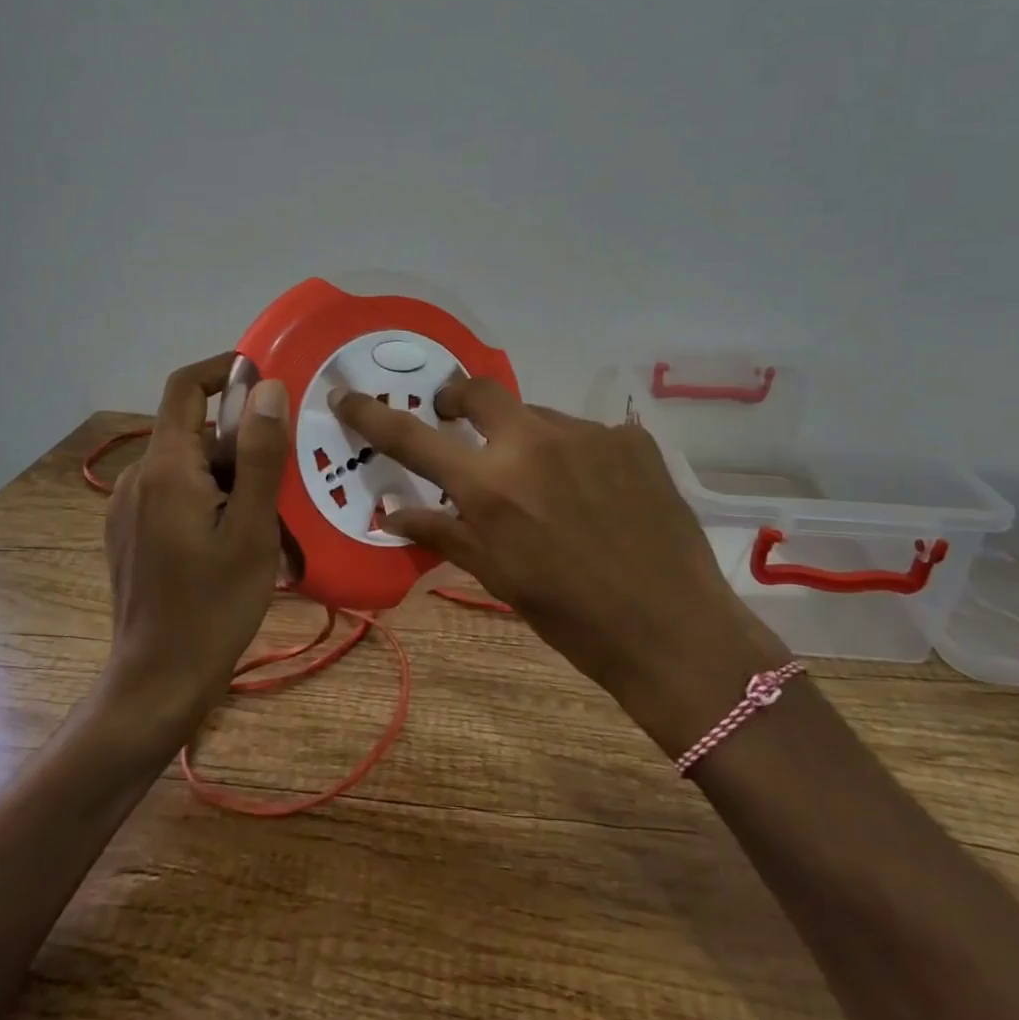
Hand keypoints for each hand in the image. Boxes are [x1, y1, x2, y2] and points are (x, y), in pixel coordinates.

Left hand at [102, 354, 289, 738]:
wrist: (158, 681)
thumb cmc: (214, 604)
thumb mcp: (252, 528)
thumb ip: (260, 455)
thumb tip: (268, 388)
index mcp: (166, 468)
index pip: (185, 387)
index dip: (225, 369)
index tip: (268, 377)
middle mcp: (138, 478)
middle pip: (194, 430)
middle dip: (242, 438)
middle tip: (289, 469)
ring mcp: (129, 508)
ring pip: (188, 464)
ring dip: (230, 473)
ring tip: (271, 511)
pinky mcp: (130, 533)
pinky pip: (175, 493)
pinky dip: (210, 496)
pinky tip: (237, 535)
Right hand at [332, 378, 787, 754]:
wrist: (673, 629)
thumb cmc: (571, 616)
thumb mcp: (498, 576)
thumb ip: (443, 533)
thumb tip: (391, 513)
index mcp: (490, 485)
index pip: (412, 438)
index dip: (371, 414)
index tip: (345, 393)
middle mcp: (533, 442)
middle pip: (479, 390)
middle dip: (458, 398)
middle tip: (457, 420)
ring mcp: (587, 433)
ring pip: (538, 418)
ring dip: (528, 440)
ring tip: (551, 487)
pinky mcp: (630, 437)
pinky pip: (587, 434)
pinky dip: (578, 456)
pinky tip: (600, 494)